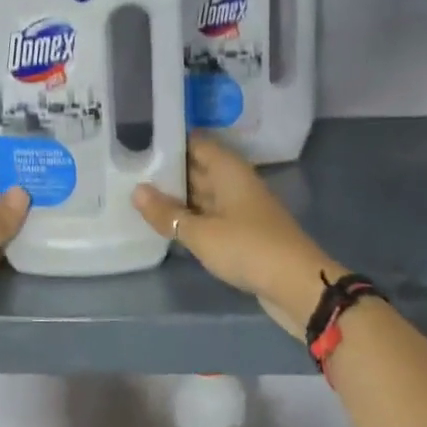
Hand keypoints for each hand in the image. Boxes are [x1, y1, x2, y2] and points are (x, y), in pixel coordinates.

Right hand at [132, 133, 344, 336]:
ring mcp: (241, 208)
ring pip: (204, 193)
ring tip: (139, 195)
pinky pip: (211, 216)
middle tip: (129, 169)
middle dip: (169, 170)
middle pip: (199, 167)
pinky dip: (191, 217)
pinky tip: (168, 224)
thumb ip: (167, 213)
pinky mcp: (244, 232)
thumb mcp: (201, 233)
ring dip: (178, 196)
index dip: (169, 140)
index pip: (196, 143)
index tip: (138, 142)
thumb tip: (137, 190)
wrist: (297, 285)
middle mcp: (236, 182)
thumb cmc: (248, 248)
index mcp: (229, 170)